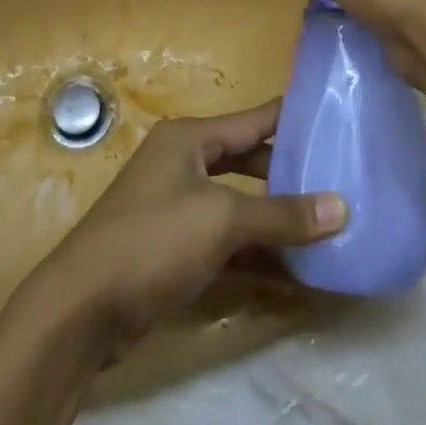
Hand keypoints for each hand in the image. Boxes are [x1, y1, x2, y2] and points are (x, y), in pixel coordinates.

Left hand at [30, 100, 344, 351]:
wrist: (82, 307)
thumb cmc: (153, 240)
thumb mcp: (221, 220)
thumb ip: (281, 215)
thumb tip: (342, 207)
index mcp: (188, 138)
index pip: (251, 120)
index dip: (290, 118)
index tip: (333, 117)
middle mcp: (182, 163)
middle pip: (246, 161)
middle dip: (287, 173)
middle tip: (337, 179)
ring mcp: (176, 207)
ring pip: (238, 204)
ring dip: (274, 218)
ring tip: (325, 225)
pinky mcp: (174, 249)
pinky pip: (225, 240)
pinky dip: (254, 251)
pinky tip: (291, 268)